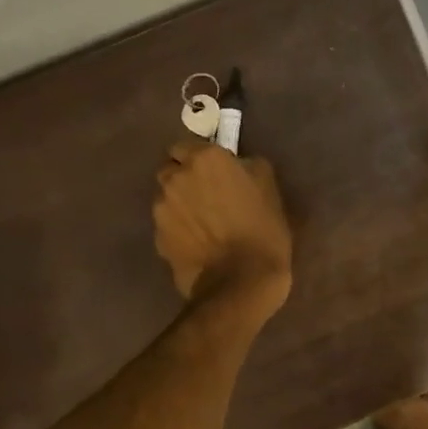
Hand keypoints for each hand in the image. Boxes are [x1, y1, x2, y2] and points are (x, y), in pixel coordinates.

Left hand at [153, 141, 292, 317]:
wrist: (239, 283)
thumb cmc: (262, 229)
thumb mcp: (269, 187)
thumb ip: (246, 166)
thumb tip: (236, 164)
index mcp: (204, 159)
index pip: (186, 145)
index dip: (199, 157)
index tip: (216, 172)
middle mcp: (176, 178)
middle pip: (170, 168)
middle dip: (183, 177)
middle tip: (207, 194)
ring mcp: (161, 210)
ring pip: (165, 197)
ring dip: (179, 203)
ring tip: (202, 223)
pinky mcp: (158, 238)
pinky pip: (166, 225)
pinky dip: (178, 229)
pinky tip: (198, 243)